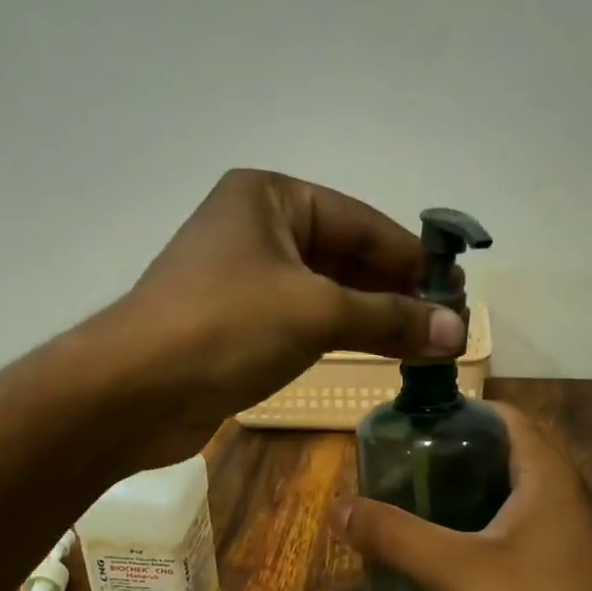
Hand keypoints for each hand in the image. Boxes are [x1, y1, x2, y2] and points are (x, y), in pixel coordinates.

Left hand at [113, 170, 465, 462]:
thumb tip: (457, 332)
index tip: (456, 292)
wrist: (134, 392)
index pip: (361, 221)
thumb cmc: (225, 327)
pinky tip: (373, 353)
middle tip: (445, 324)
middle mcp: (254, 229)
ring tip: (422, 344)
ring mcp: (241, 279)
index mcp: (270, 198)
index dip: (412, 258)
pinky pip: (300, 321)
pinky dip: (337, 335)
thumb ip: (389, 319)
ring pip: (323, 292)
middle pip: (343, 255)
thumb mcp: (317, 313)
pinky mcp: (234, 325)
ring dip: (369, 317)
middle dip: (393, 291)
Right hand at [332, 404, 591, 590]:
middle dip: (456, 454)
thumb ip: (395, 536)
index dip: (461, 412)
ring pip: (512, 496)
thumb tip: (339, 507)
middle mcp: (565, 498)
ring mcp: (568, 538)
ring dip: (468, 493)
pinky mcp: (564, 573)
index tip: (415, 426)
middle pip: (507, 454)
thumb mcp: (454, 572)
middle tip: (405, 467)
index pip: (506, 417)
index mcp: (548, 478)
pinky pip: (517, 531)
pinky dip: (482, 528)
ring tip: (418, 505)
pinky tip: (450, 555)